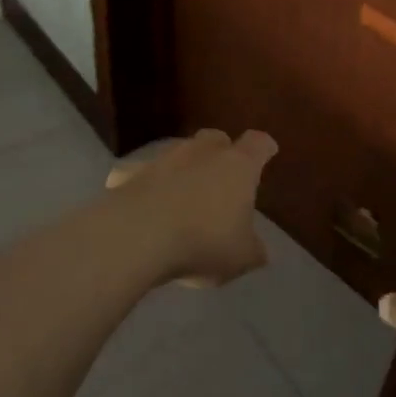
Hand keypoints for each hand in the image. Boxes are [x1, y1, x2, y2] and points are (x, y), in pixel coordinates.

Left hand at [106, 129, 277, 285]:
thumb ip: (252, 250)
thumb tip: (256, 249)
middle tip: (223, 174)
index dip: (264, 148)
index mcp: (237, 166)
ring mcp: (161, 159)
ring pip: (177, 153)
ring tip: (183, 195)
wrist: (136, 236)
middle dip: (221, 151)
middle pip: (215, 138)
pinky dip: (144, 185)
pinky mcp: (127, 173)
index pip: (257, 144)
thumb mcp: (241, 258)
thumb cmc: (203, 242)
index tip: (267, 151)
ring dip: (182, 168)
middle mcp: (200, 153)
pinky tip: (142, 205)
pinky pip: (140, 174)